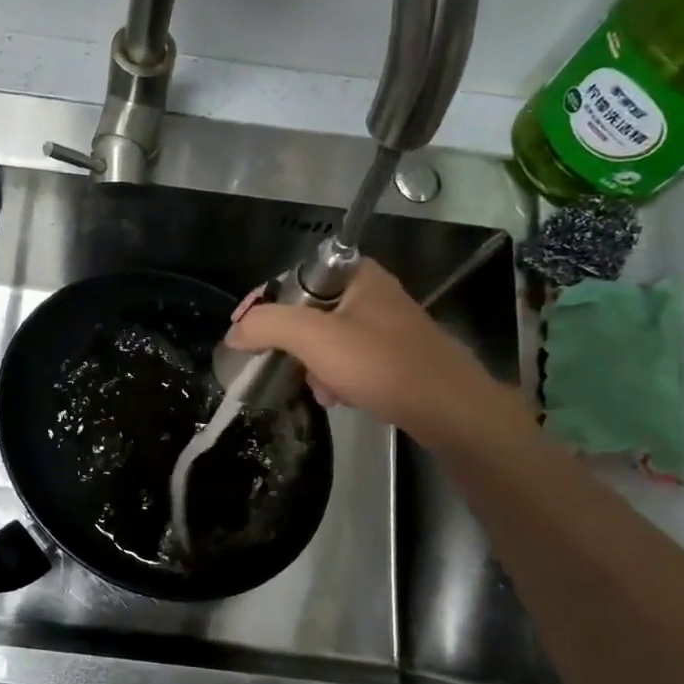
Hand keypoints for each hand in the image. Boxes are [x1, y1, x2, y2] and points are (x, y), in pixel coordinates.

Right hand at [225, 258, 529, 450]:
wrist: (449, 408)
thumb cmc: (380, 364)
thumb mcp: (314, 339)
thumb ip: (267, 325)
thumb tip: (234, 332)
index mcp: (355, 274)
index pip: (291, 278)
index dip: (263, 303)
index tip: (242, 332)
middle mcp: (370, 292)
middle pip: (306, 311)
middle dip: (291, 344)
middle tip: (281, 366)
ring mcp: (385, 325)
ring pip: (326, 340)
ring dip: (313, 366)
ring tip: (320, 390)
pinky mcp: (393, 354)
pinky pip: (347, 360)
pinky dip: (336, 377)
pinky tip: (339, 398)